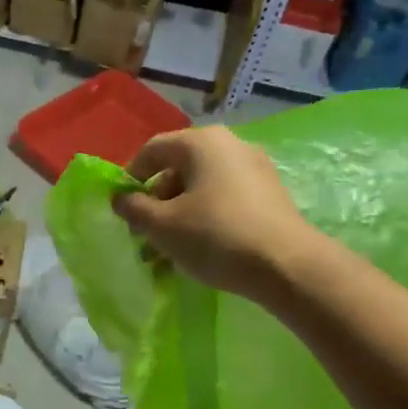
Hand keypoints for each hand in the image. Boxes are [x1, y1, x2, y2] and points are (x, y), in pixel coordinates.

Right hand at [112, 126, 322, 301]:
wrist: (286, 265)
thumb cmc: (215, 236)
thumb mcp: (161, 225)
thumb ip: (133, 208)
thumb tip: (120, 198)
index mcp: (201, 142)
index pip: (152, 150)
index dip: (130, 178)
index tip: (122, 209)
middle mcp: (230, 145)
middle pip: (178, 169)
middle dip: (155, 202)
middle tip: (144, 234)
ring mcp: (254, 169)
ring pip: (201, 187)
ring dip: (178, 214)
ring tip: (167, 250)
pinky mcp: (269, 194)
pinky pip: (224, 199)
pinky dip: (204, 218)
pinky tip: (198, 249)